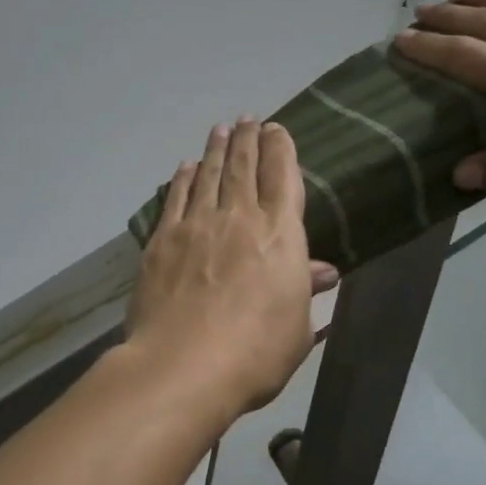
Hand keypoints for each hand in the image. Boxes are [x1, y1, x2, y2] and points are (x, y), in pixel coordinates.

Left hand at [126, 118, 339, 419]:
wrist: (184, 366)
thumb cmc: (255, 354)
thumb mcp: (298, 329)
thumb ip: (306, 292)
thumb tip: (322, 270)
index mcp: (280, 235)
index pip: (283, 177)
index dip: (281, 149)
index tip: (277, 130)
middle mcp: (239, 218)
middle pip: (243, 166)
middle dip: (248, 139)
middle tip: (248, 119)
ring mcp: (196, 225)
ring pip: (208, 175)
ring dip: (215, 149)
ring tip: (220, 129)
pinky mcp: (162, 240)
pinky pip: (175, 198)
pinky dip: (182, 178)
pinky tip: (185, 167)